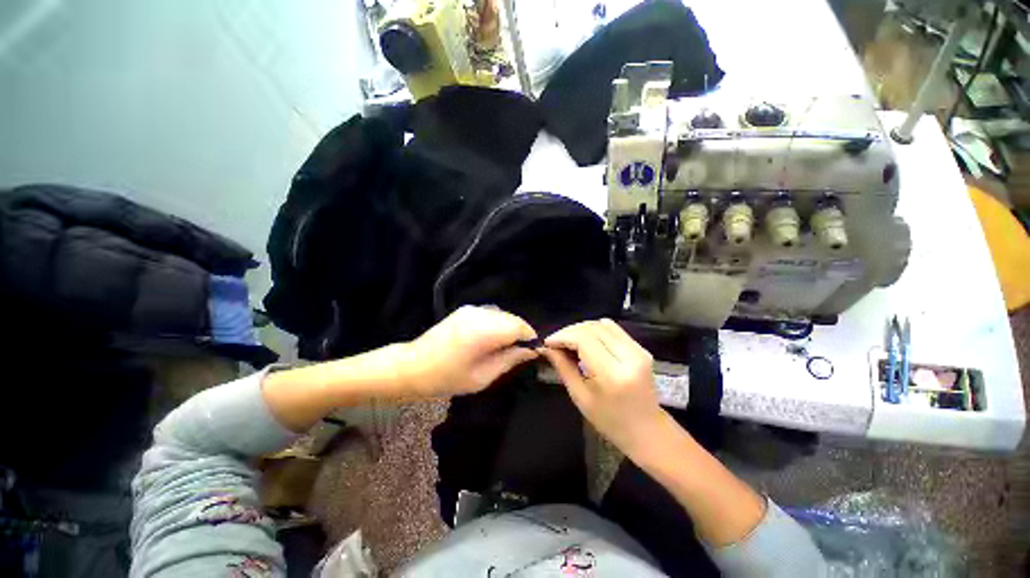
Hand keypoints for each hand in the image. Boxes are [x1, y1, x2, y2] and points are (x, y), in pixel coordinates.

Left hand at [401, 305, 538, 396]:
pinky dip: (497, 325)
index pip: (520, 327)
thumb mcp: (482, 377)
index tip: (531, 352)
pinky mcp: (466, 309)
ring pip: (503, 315)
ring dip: (509, 329)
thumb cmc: (447, 377)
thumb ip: (510, 360)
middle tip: (516, 354)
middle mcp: (480, 314)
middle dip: (520, 334)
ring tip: (501, 348)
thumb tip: (532, 350)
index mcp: (484, 331)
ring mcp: (472, 309)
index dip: (530, 338)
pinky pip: (492, 314)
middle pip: (513, 319)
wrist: (412, 365)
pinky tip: (489, 340)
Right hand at [542, 319, 664, 457]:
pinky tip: (586, 341)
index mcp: (613, 374)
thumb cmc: (610, 421)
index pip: (584, 339)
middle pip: (593, 328)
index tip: (548, 342)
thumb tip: (546, 348)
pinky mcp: (641, 348)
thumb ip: (563, 367)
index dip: (562, 336)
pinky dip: (595, 330)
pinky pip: (613, 329)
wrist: (647, 430)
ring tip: (569, 341)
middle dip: (569, 331)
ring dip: (582, 329)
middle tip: (556, 343)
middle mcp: (629, 356)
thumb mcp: (580, 397)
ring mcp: (638, 350)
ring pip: (602, 324)